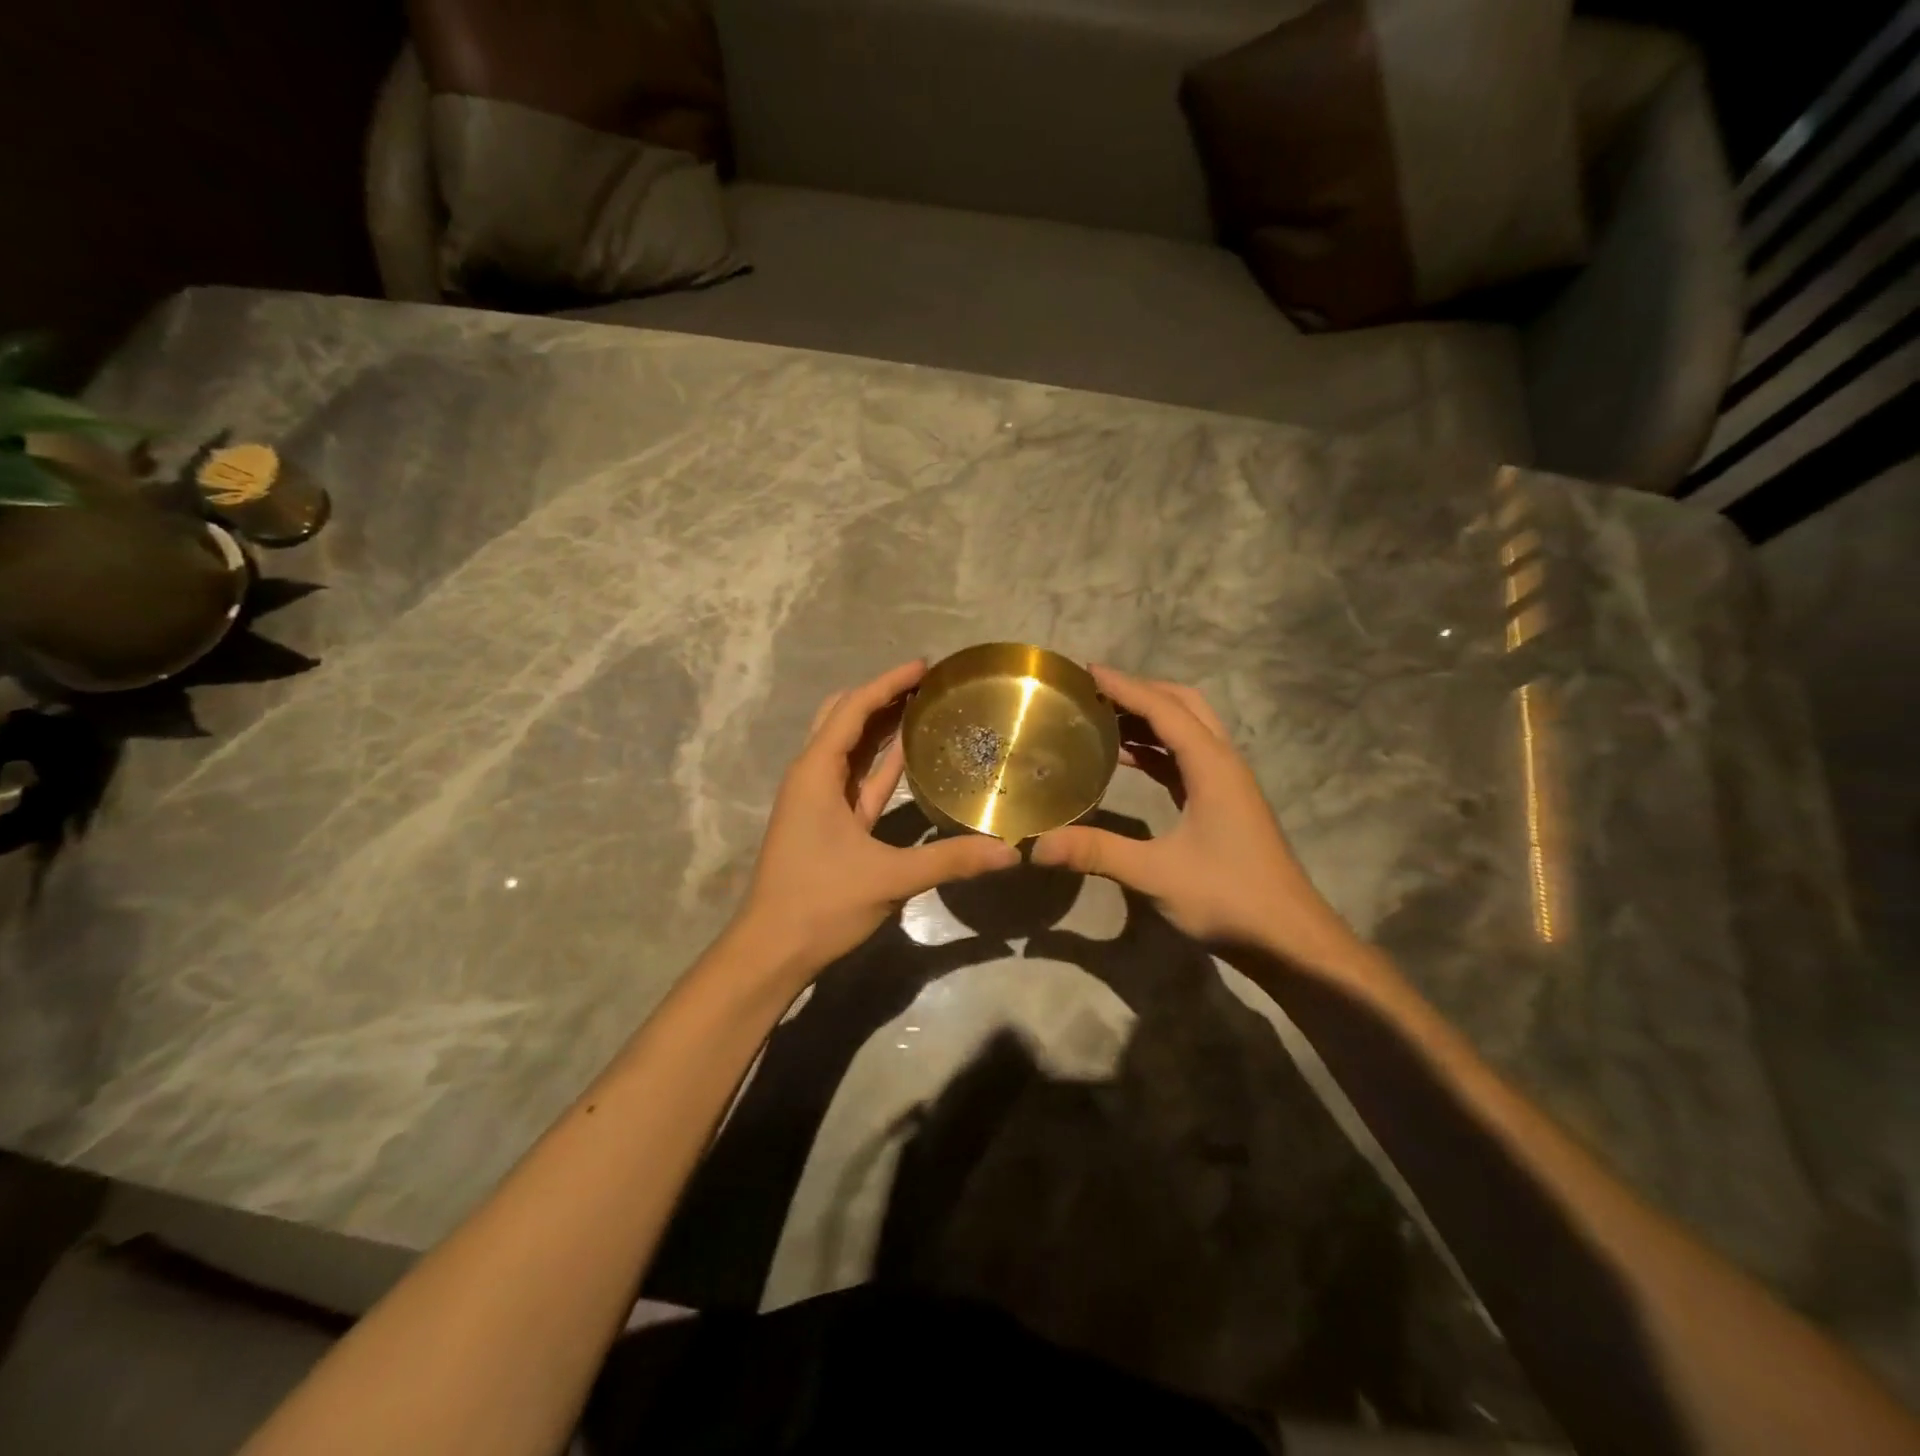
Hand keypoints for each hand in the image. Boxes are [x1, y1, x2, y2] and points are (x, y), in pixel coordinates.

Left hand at [734, 659, 1018, 977]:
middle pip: (843, 718)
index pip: (852, 710)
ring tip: (923, 707)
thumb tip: (1010, 852)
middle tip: (925, 685)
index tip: (924, 666)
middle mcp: (812, 776)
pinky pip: (856, 779)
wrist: (773, 950)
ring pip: (849, 748)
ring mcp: (817, 800)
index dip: (887, 683)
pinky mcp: (827, 823)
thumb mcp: (890, 878)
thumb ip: (950, 861)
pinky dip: (880, 763)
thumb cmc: (821, 903)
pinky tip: (909, 754)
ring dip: (880, 725)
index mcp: (816, 773)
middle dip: (880, 696)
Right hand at [1033, 666, 1361, 966]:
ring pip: (1188, 731)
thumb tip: (1036, 845)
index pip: (1165, 710)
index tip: (1086, 671)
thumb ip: (1097, 853)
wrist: (1289, 939)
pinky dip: (1156, 749)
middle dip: (1140, 692)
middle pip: (1184, 706)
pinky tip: (1126, 761)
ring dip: (1149, 719)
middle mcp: (1223, 764)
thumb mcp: (1156, 874)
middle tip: (1095, 692)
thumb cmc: (1229, 898)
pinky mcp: (1223, 804)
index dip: (1125, 687)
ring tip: (1101, 718)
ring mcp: (1226, 784)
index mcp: (1212, 766)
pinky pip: (1186, 759)